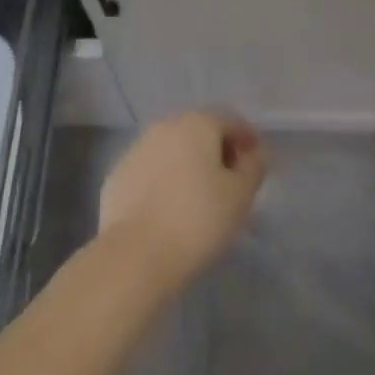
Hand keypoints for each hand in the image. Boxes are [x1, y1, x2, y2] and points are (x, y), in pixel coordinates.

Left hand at [99, 111, 267, 293]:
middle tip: (230, 180)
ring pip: (172, 149)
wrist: (135, 255)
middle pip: (199, 130)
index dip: (246, 137)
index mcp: (197, 123)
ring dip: (188, 164)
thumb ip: (253, 168)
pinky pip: (150, 170)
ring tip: (199, 196)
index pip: (229, 119)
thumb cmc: (197, 220)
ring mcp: (137, 148)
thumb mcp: (240, 196)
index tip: (256, 161)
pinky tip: (169, 208)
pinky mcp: (118, 175)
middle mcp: (165, 125)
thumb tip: (255, 153)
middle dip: (216, 149)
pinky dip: (164, 181)